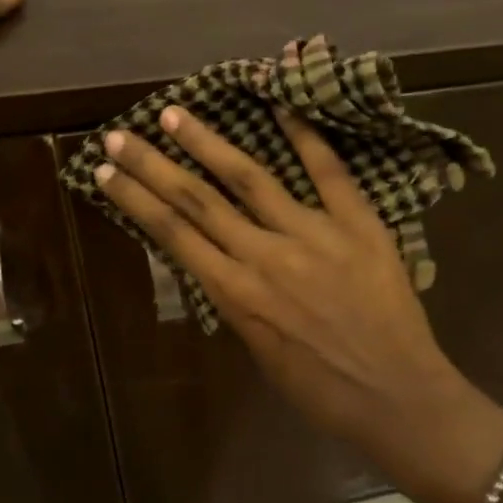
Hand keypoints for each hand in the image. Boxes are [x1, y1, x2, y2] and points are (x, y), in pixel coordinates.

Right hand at [95, 105, 502, 502]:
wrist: (396, 396)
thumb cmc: (324, 391)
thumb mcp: (262, 353)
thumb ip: (242, 303)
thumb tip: (226, 265)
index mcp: (237, 295)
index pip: (174, 235)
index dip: (136, 200)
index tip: (106, 172)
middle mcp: (264, 256)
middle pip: (197, 201)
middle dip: (153, 165)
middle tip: (120, 134)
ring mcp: (313, 234)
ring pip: (250, 178)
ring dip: (208, 143)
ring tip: (176, 113)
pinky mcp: (358, 224)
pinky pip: (328, 172)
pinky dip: (305, 137)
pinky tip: (281, 105)